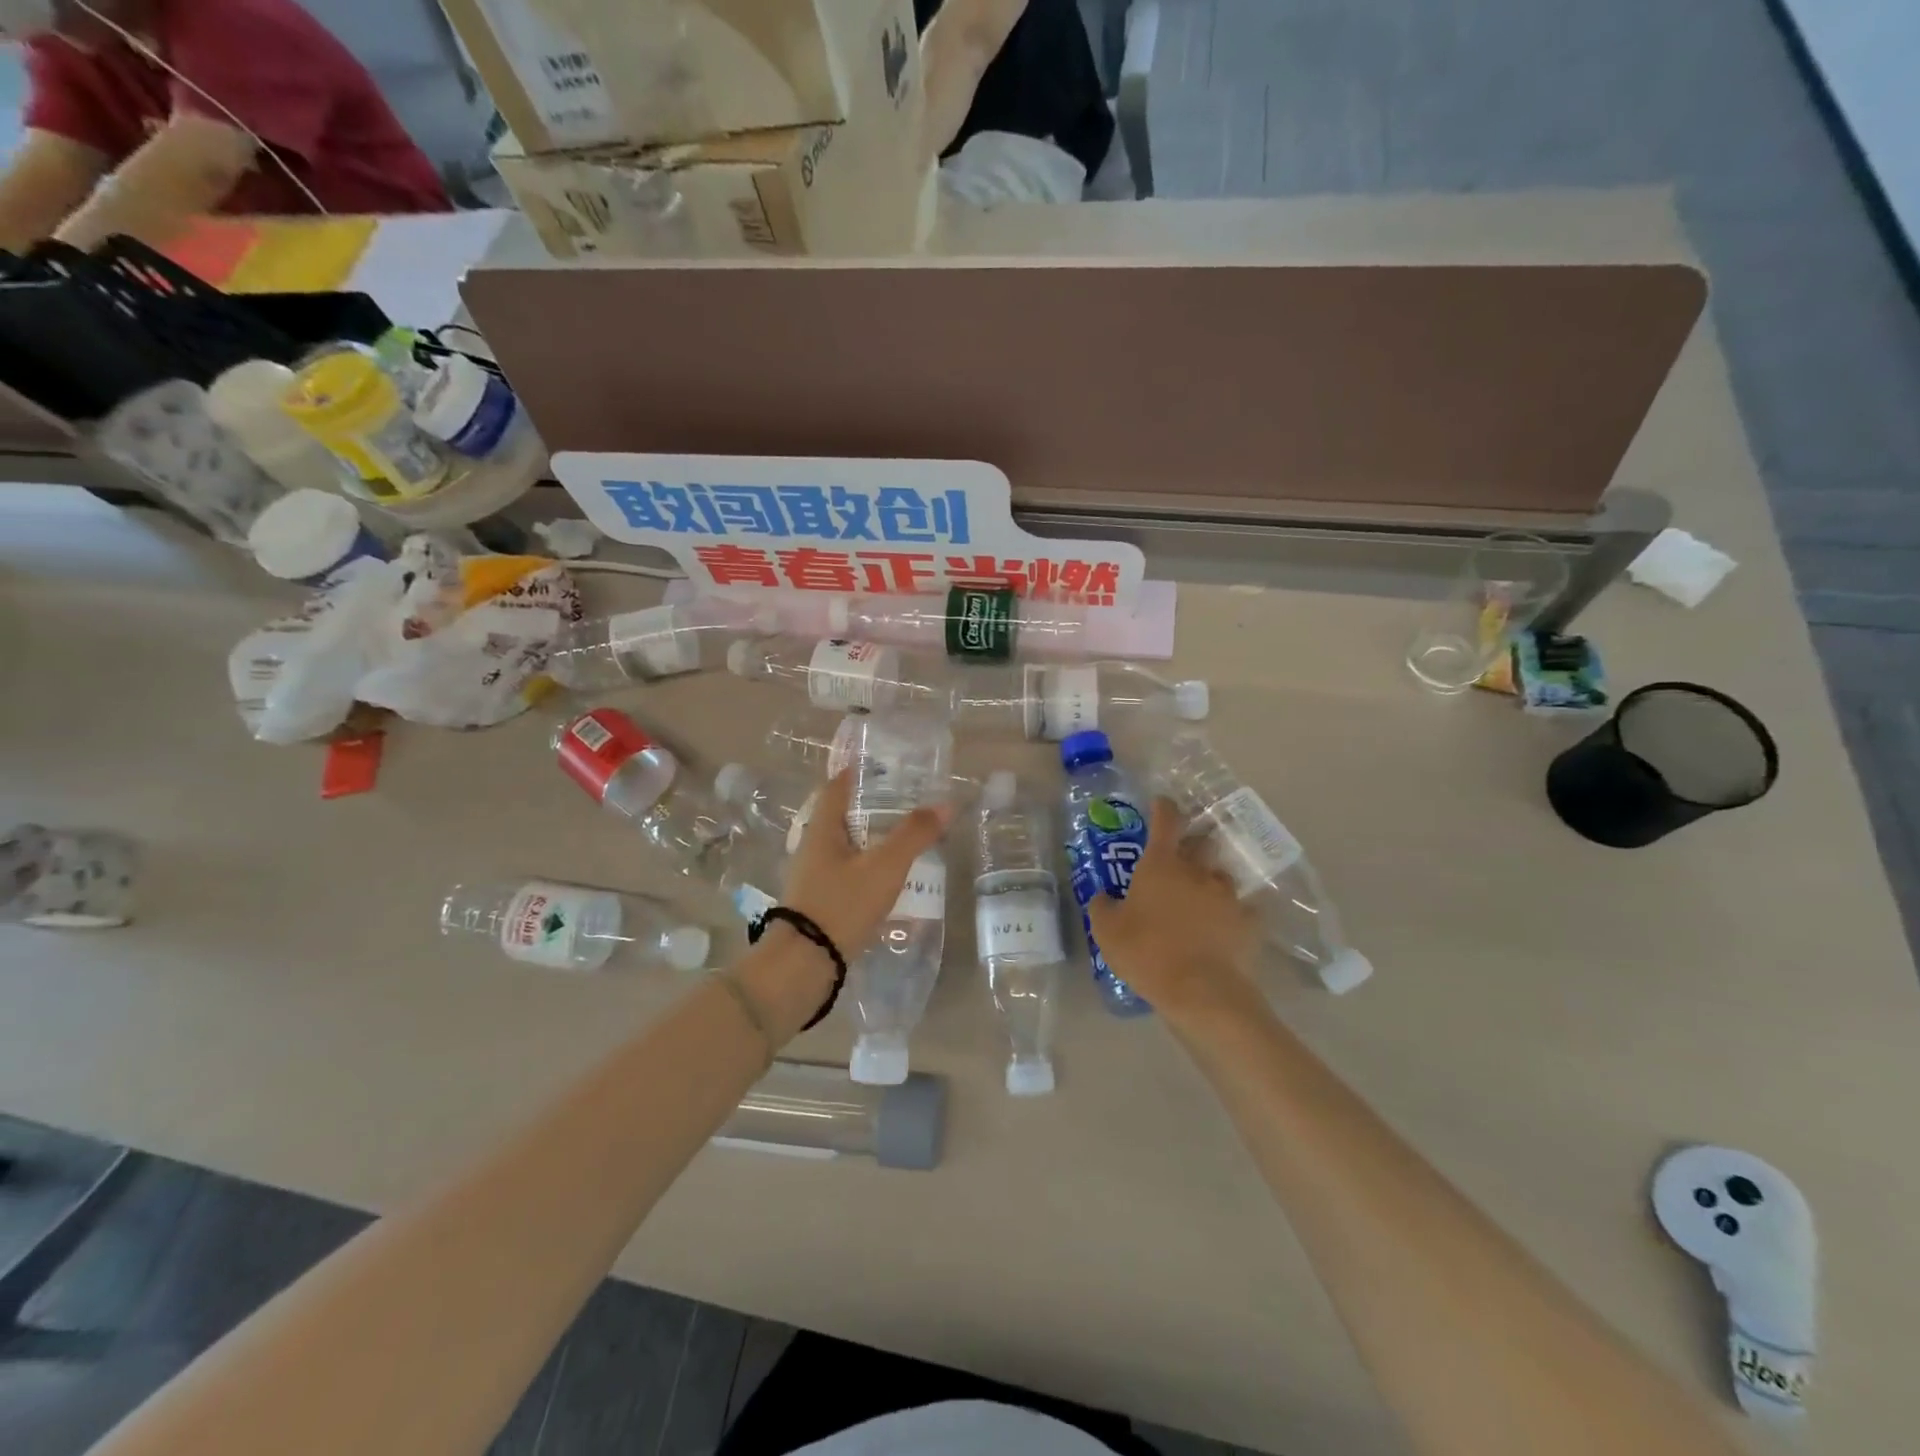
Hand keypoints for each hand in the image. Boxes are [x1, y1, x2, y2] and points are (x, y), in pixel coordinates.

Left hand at [782, 769, 952, 957]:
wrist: (804, 965)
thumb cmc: (842, 905)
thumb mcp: (884, 867)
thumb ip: (914, 835)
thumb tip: (945, 805)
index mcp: (822, 830)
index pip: (836, 788)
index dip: (858, 773)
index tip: (884, 765)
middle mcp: (813, 848)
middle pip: (843, 817)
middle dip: (872, 807)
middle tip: (907, 803)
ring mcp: (813, 877)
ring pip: (846, 847)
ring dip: (872, 840)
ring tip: (906, 840)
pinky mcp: (819, 903)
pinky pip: (847, 873)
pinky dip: (869, 868)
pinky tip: (890, 880)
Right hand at [1087, 798, 1264, 1028]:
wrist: (1199, 990)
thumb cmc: (1146, 952)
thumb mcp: (1107, 931)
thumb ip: (1103, 907)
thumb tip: (1104, 897)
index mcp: (1161, 864)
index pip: (1166, 820)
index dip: (1164, 807)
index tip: (1162, 803)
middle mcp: (1197, 870)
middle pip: (1202, 841)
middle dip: (1194, 842)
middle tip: (1183, 854)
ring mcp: (1227, 895)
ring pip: (1221, 876)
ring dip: (1211, 881)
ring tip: (1202, 898)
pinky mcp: (1248, 922)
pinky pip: (1242, 910)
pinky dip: (1233, 913)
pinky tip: (1226, 927)